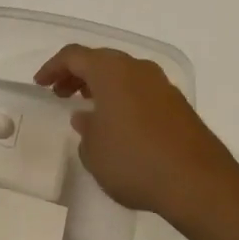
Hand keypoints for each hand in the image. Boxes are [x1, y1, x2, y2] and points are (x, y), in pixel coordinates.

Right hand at [34, 46, 238, 223]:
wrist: (199, 183)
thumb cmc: (134, 162)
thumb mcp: (94, 150)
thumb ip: (85, 129)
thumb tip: (87, 118)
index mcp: (112, 71)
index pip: (74, 56)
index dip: (53, 67)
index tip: (40, 84)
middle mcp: (138, 69)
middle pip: (101, 60)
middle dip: (77, 74)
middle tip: (60, 94)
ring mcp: (162, 86)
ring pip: (124, 74)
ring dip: (101, 86)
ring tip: (86, 108)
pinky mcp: (178, 106)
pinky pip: (141, 91)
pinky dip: (122, 98)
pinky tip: (117, 124)